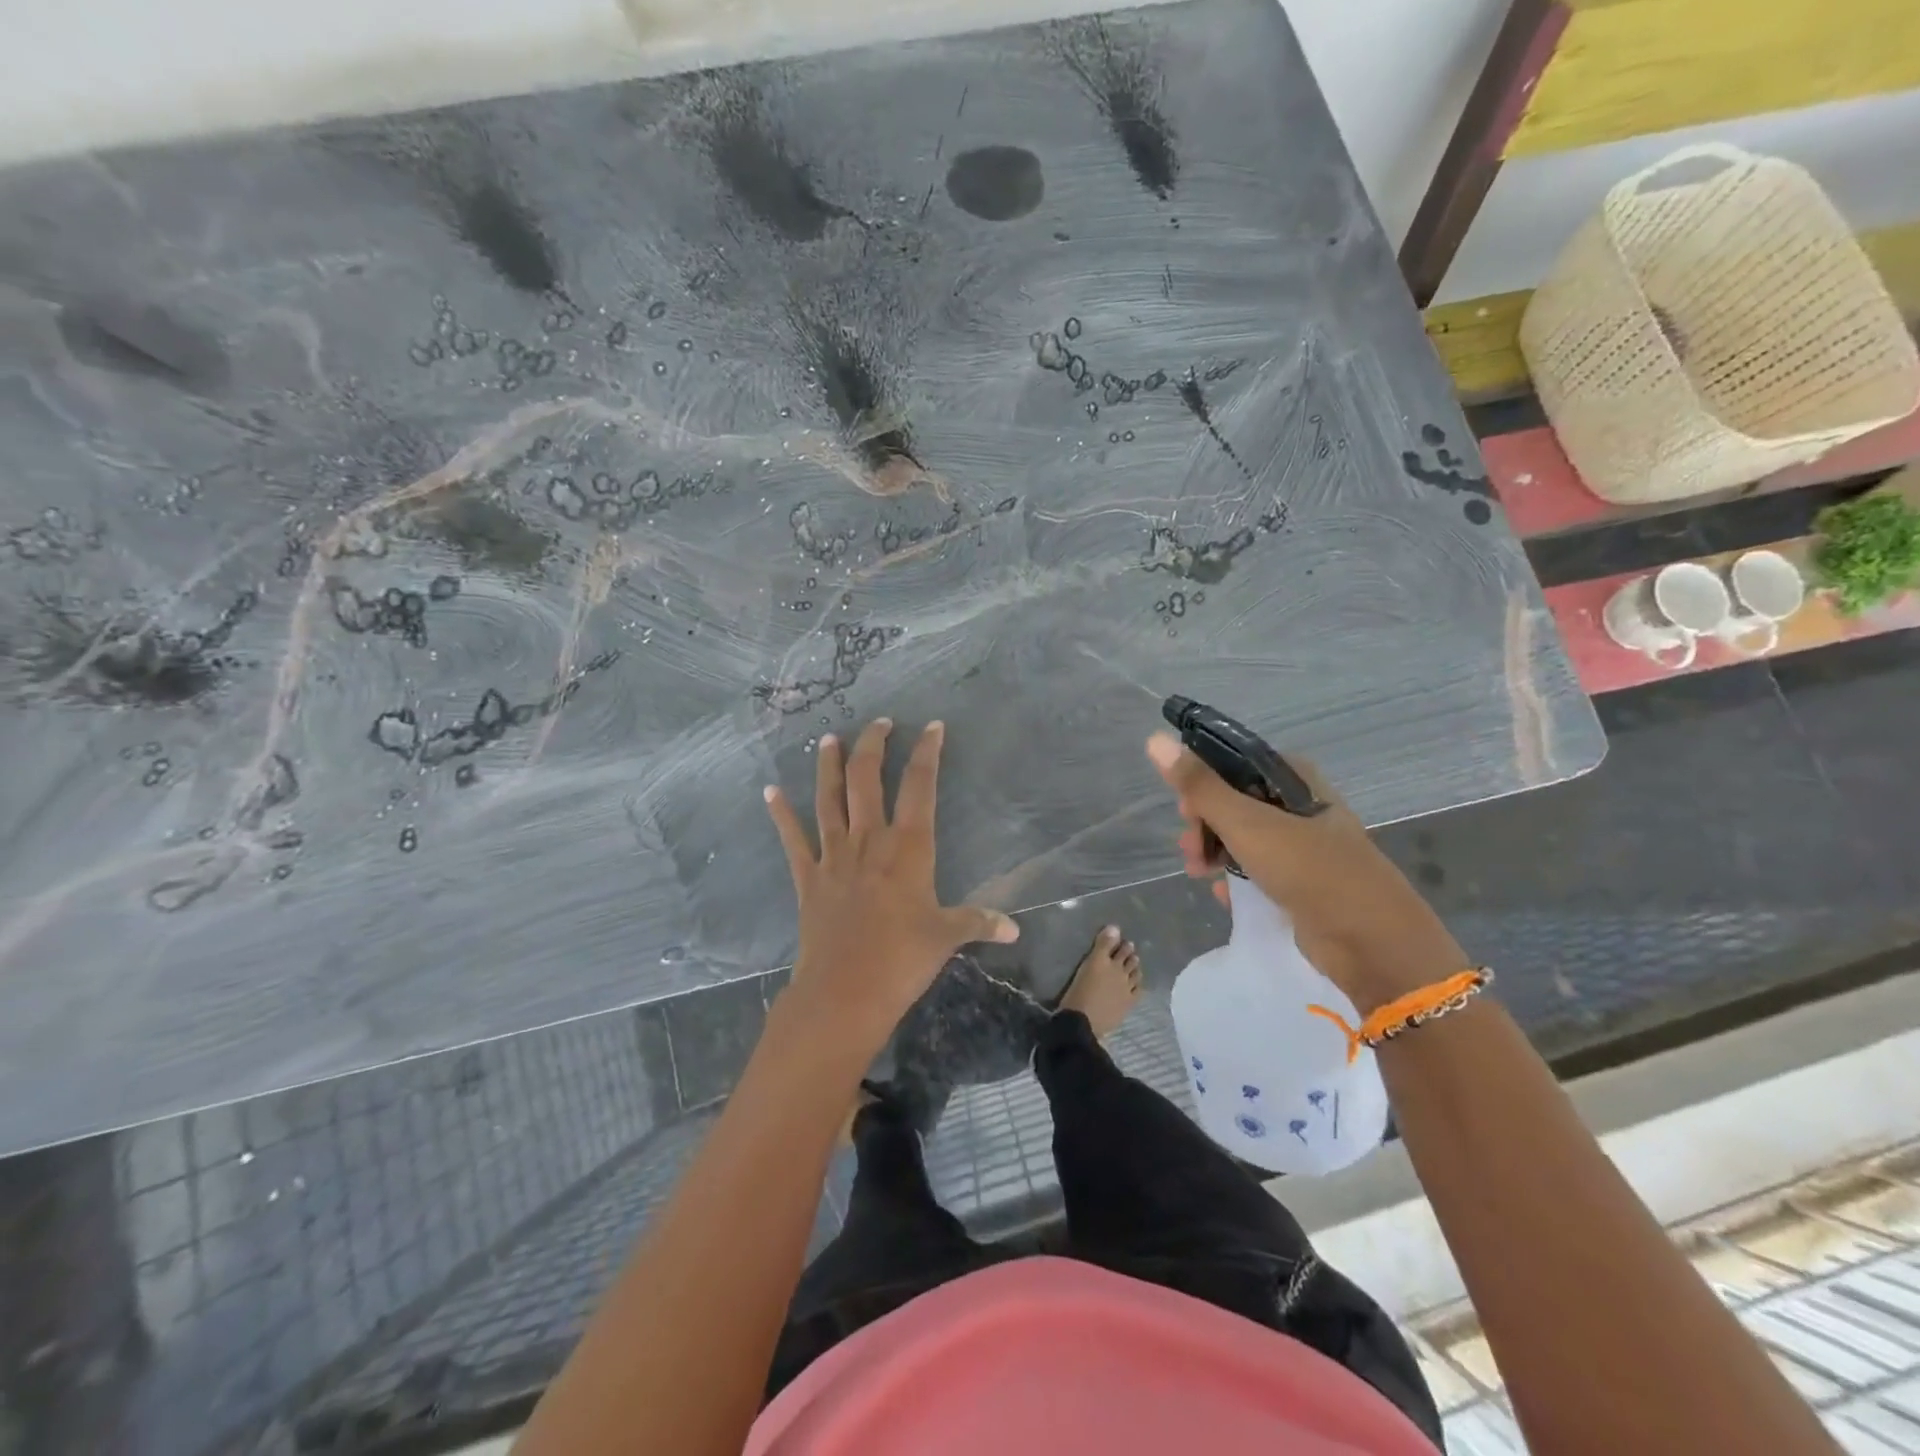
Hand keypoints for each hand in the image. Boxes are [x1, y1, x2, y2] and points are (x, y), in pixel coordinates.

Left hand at [765, 719, 1018, 1050]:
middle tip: (880, 723)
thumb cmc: (901, 960)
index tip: (933, 727)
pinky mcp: (808, 877)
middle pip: (867, 779)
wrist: (844, 993)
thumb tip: (1014, 929)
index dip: (927, 753)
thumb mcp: (947, 938)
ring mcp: (834, 856)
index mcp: (908, 848)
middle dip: (874, 746)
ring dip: (828, 766)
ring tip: (828, 738)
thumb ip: (978, 923)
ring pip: (829, 799)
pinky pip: (792, 839)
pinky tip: (770, 792)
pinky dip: (781, 814)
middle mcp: (869, 840)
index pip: (920, 787)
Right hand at [1146, 733, 1465, 1012]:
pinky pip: (1257, 868)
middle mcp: (1299, 804)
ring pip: (1242, 836)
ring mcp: (1302, 843)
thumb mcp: (1247, 823)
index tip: (1183, 807)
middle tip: (1190, 850)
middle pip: (1234, 800)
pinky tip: (1222, 893)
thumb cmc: (1310, 870)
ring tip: (1199, 873)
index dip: (1201, 781)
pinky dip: (1236, 877)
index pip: (1233, 763)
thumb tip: (1154, 740)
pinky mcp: (1302, 880)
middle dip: (1203, 823)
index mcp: (1294, 778)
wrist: (1372, 942)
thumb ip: (1199, 785)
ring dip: (1214, 851)